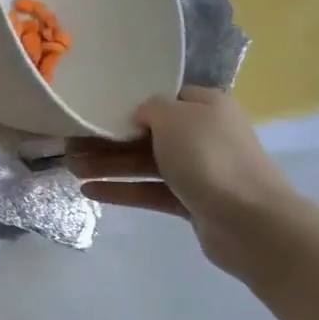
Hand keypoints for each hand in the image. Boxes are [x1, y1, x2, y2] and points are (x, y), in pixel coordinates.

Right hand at [67, 87, 300, 276]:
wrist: (248, 220)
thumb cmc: (210, 158)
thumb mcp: (175, 117)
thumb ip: (150, 108)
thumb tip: (139, 116)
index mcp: (206, 106)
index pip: (163, 99)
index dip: (129, 104)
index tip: (95, 111)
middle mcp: (202, 135)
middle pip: (147, 134)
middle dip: (108, 139)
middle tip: (70, 144)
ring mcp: (197, 171)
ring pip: (144, 164)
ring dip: (108, 165)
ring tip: (71, 169)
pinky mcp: (189, 202)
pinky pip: (148, 191)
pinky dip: (121, 190)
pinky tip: (89, 191)